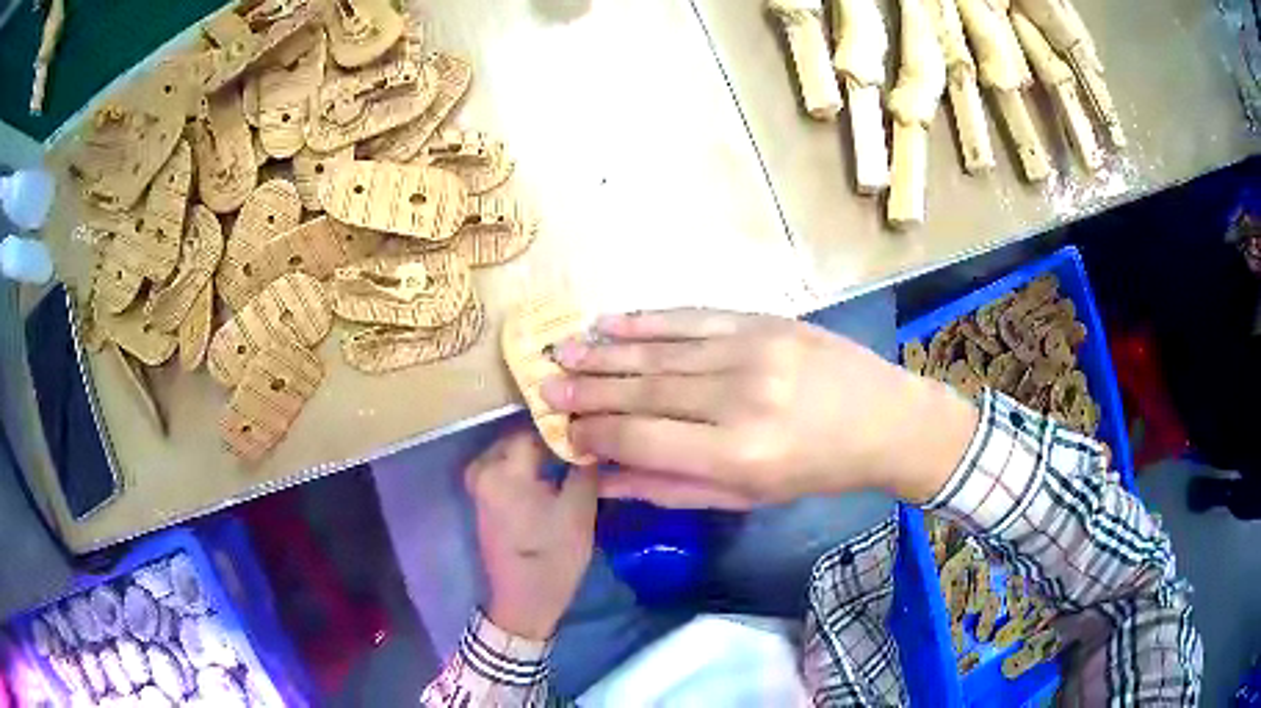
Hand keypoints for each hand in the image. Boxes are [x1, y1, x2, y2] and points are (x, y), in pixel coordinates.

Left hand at [465, 430, 597, 640]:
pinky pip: (504, 467)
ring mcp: (478, 484)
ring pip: (511, 451)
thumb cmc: (553, 557)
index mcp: (503, 469)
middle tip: (582, 441)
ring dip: (537, 451)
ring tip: (571, 455)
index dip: (563, 426)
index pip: (535, 428)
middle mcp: (482, 469)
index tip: (589, 427)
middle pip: (519, 436)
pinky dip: (525, 465)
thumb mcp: (579, 511)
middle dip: (548, 437)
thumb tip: (591, 438)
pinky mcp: (482, 498)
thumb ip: (584, 467)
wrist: (523, 601)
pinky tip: (551, 473)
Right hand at [541, 309, 978, 507]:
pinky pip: (691, 317)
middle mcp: (739, 398)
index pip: (643, 438)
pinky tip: (610, 322)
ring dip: (605, 351)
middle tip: (546, 387)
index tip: (565, 430)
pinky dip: (646, 321)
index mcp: (738, 454)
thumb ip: (673, 488)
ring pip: (660, 350)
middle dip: (588, 390)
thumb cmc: (817, 470)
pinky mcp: (763, 320)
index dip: (596, 434)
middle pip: (643, 389)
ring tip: (563, 351)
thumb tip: (606, 479)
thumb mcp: (749, 497)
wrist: (884, 418)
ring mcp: (751, 351)